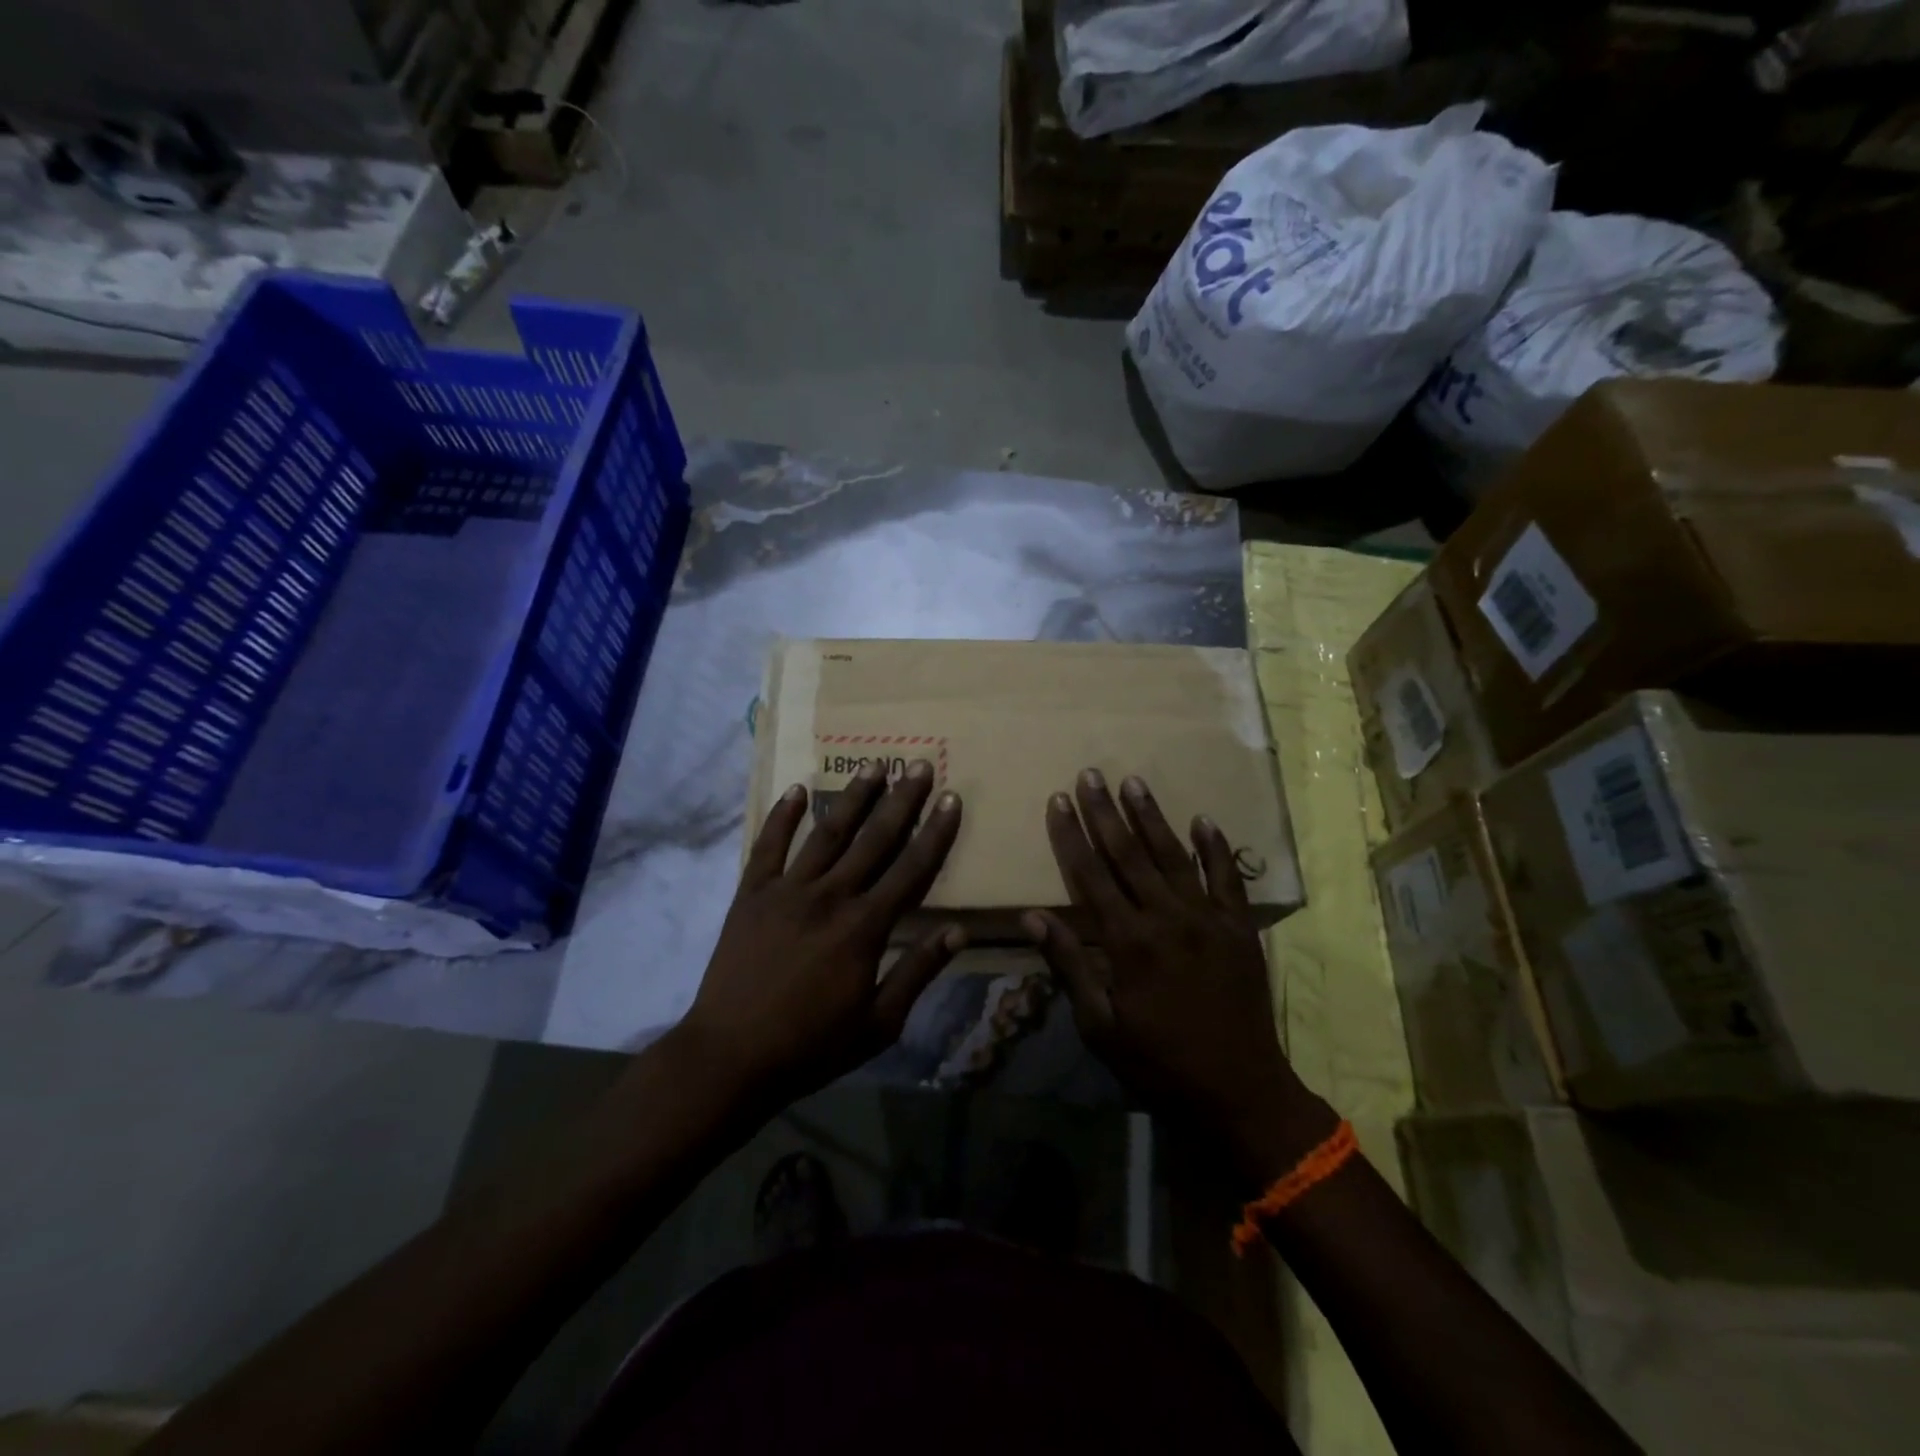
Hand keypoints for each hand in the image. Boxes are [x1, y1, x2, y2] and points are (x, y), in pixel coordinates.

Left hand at [682, 760, 964, 1104]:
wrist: (730, 1057)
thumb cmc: (811, 1046)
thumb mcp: (879, 1023)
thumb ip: (918, 972)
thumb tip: (959, 932)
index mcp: (865, 927)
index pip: (911, 869)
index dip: (936, 832)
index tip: (952, 799)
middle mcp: (830, 896)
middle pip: (874, 839)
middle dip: (901, 800)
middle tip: (919, 764)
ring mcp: (787, 890)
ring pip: (827, 833)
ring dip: (853, 797)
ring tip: (873, 764)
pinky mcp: (751, 894)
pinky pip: (768, 846)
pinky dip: (782, 816)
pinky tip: (798, 790)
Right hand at [1026, 771, 1331, 1163]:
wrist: (1239, 1092)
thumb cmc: (1158, 1063)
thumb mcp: (1100, 1026)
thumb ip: (1070, 965)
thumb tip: (1033, 917)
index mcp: (1127, 942)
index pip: (1090, 875)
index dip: (1071, 836)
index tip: (1058, 800)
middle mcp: (1166, 918)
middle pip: (1129, 854)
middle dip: (1105, 812)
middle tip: (1090, 774)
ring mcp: (1208, 919)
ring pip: (1174, 856)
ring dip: (1152, 817)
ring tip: (1133, 782)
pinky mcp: (1239, 928)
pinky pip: (1228, 878)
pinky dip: (1216, 848)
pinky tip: (1203, 819)